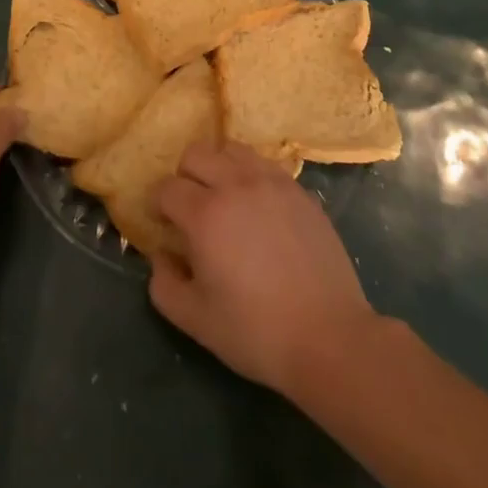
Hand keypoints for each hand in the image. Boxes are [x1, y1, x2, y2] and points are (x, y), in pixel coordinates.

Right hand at [148, 141, 377, 396]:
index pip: (167, 187)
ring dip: (218, 168)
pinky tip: (257, 207)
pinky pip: (263, 164)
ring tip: (225, 200)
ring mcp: (271, 182)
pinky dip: (250, 175)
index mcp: (205, 213)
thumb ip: (164, 284)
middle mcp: (235, 184)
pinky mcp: (298, 190)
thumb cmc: (256, 332)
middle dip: (184, 177)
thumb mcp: (195, 320)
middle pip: (196, 154)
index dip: (158, 205)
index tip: (164, 225)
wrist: (329, 338)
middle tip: (191, 209)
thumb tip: (160, 254)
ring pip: (231, 150)